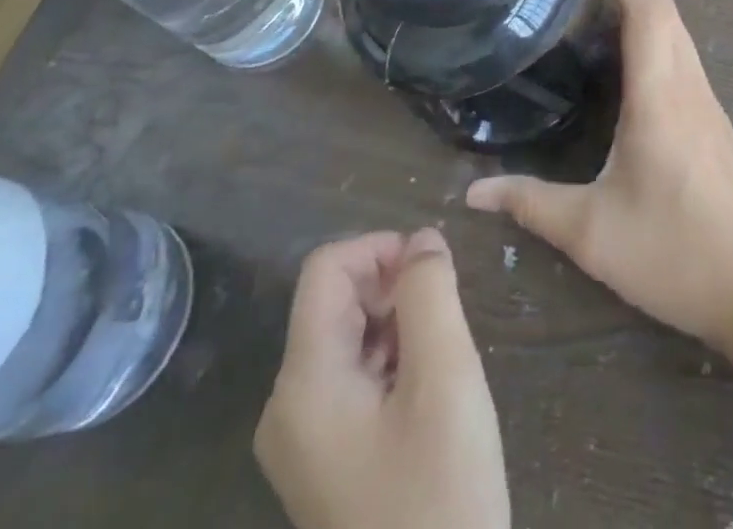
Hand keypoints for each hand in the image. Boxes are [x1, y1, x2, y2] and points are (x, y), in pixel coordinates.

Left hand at [254, 230, 508, 528]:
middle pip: (334, 301)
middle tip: (445, 315)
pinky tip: (427, 389)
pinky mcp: (324, 461)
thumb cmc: (439, 494)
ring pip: (347, 336)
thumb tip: (422, 240)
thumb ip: (430, 292)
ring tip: (441, 355)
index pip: (326, 269)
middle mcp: (287, 407)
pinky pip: (352, 376)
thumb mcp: (445, 377)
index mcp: (303, 384)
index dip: (381, 248)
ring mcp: (303, 439)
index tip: (433, 269)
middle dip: (392, 287)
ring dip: (396, 322)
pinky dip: (391, 358)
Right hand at [467, 0, 732, 350]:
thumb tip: (472, 191)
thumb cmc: (676, 252)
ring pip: (680, 33)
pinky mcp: (716, 124)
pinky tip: (638, 56)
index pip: (647, 12)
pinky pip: (685, 57)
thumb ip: (532, 205)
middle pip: (666, 13)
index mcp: (660, 96)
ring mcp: (708, 104)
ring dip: (649, 5)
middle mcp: (688, 87)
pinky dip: (661, 34)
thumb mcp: (593, 233)